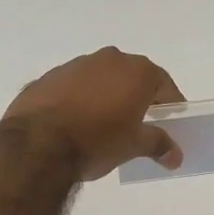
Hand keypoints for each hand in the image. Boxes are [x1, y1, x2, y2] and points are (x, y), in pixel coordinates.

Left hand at [4, 47, 185, 179]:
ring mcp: (76, 64)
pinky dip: (79, 99)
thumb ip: (158, 144)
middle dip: (137, 97)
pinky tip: (74, 122)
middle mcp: (109, 59)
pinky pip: (74, 86)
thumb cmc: (97, 141)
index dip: (170, 103)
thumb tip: (175, 155)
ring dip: (106, 95)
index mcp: (137, 71)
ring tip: (102, 124)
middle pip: (132, 76)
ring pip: (101, 78)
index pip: (164, 84)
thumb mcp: (133, 146)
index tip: (170, 120)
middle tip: (137, 123)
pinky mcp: (49, 76)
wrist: (37, 143)